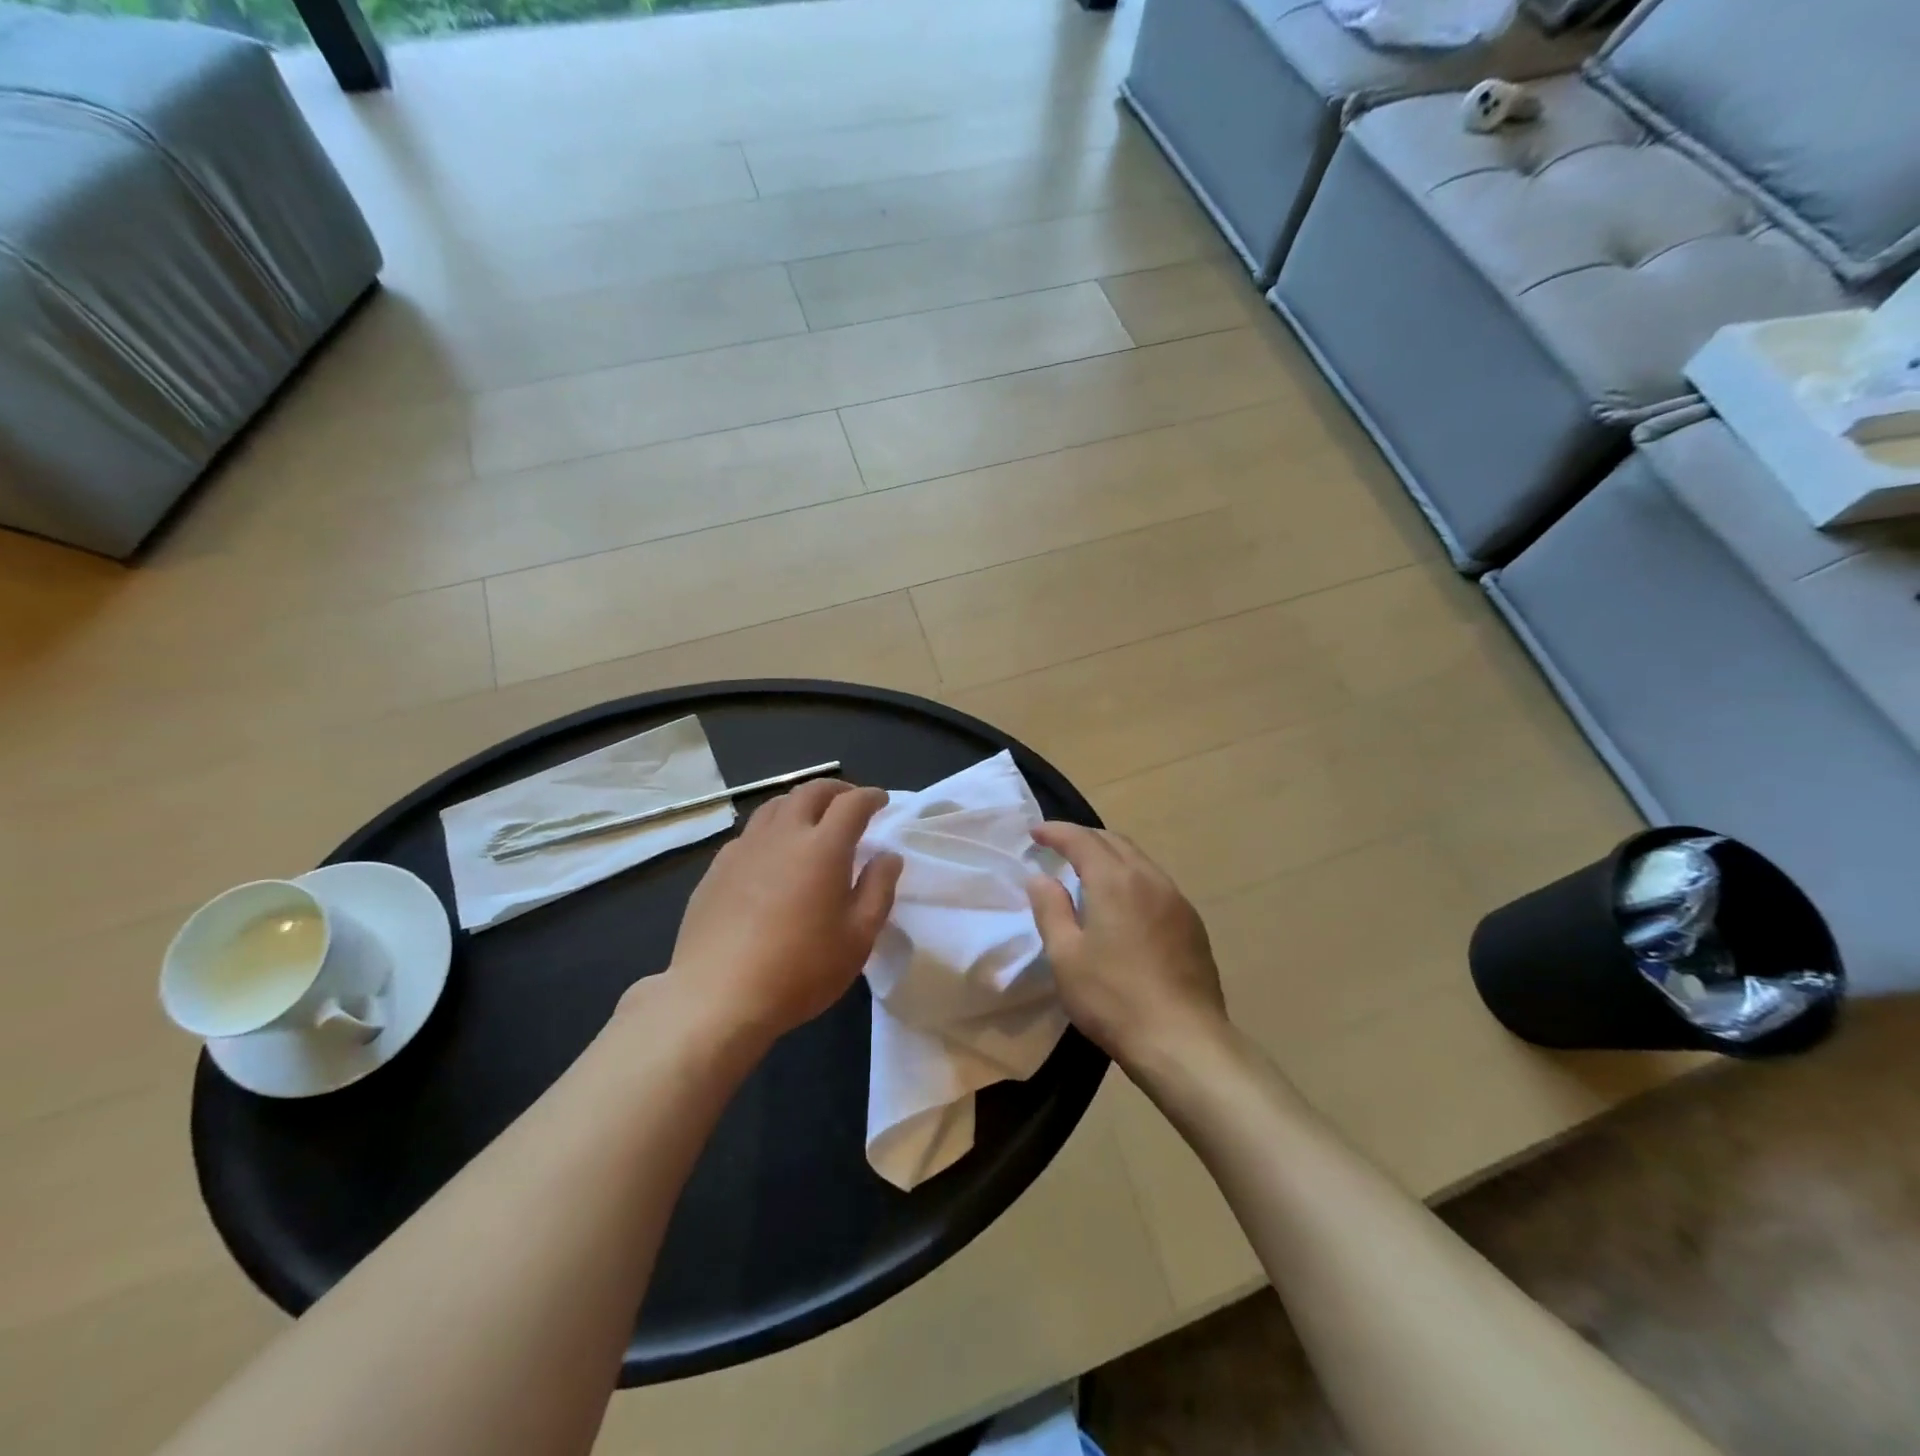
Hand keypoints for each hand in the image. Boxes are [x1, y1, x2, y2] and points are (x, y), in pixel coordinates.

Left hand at [664, 780, 902, 1045]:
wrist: (717, 998)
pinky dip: (771, 829)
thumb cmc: (800, 970)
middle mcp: (783, 835)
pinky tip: (772, 854)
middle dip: (836, 789)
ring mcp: (744, 849)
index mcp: (823, 847)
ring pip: (775, 806)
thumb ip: (878, 889)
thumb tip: (888, 856)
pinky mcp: (716, 869)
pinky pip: (750, 833)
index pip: (852, 804)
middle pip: (810, 791)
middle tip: (849, 802)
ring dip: (800, 803)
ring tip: (811, 819)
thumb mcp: (858, 937)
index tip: (881, 801)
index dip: (870, 797)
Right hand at [1026, 823, 1227, 1068]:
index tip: (1035, 833)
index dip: (1056, 831)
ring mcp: (1176, 900)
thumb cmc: (1113, 998)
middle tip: (1059, 847)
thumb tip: (1041, 878)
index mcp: (1115, 881)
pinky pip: (1156, 884)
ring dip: (1111, 856)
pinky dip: (1132, 878)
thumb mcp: (1065, 956)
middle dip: (1084, 838)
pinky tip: (1124, 903)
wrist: (1183, 1040)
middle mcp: (1149, 879)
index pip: (1081, 839)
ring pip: (1139, 861)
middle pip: (1114, 842)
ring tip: (1089, 871)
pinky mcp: (1192, 924)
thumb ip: (1050, 909)